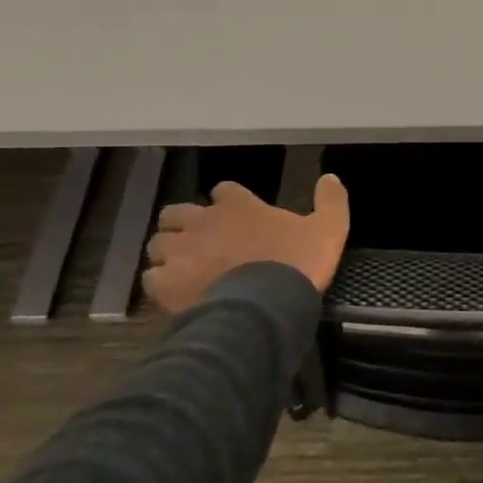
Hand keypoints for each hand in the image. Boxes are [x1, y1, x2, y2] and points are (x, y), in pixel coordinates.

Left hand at [143, 174, 350, 311]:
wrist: (267, 305)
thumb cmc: (297, 262)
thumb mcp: (329, 229)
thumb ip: (331, 201)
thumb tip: (331, 177)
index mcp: (238, 205)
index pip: (223, 190)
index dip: (227, 200)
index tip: (236, 213)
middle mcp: (202, 221)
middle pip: (176, 212)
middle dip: (184, 223)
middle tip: (199, 240)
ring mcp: (180, 252)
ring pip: (158, 243)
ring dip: (168, 252)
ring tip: (182, 268)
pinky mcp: (166, 283)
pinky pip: (152, 278)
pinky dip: (161, 283)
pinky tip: (175, 294)